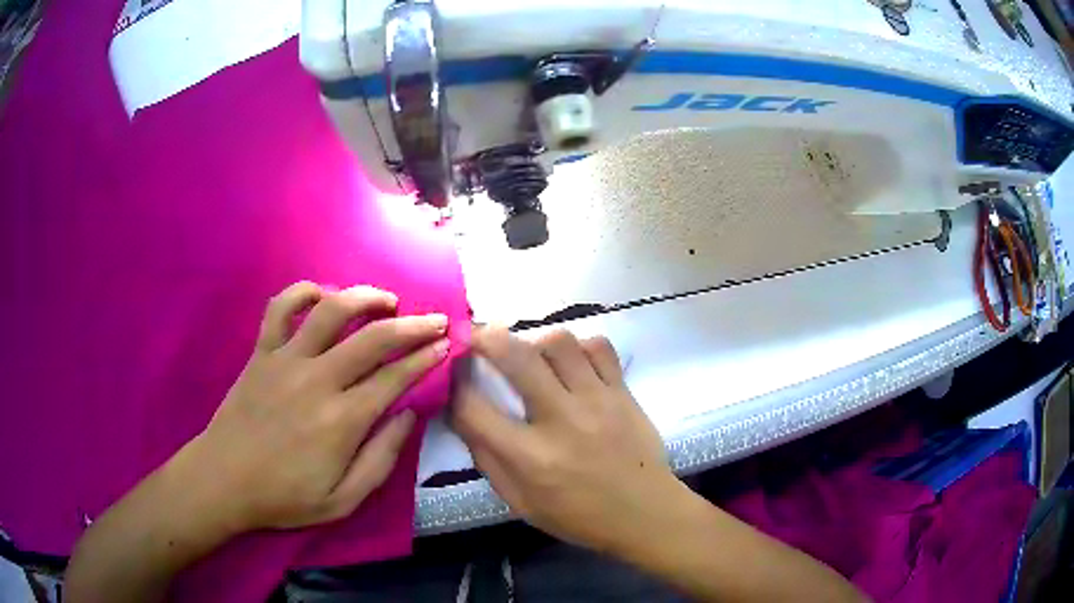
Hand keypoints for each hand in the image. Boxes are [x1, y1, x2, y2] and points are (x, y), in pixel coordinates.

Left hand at [187, 282, 450, 531]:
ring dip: (365, 298)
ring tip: (387, 301)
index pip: (395, 377)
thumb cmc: (285, 496)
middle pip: (373, 338)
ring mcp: (286, 360)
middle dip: (412, 325)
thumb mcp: (344, 500)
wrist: (225, 480)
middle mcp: (318, 380)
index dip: (425, 357)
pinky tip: (322, 295)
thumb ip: (381, 458)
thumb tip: (408, 416)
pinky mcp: (261, 352)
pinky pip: (280, 307)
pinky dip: (303, 292)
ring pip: (331, 311)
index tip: (446, 344)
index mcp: (342, 420)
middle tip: (435, 319)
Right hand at [451, 327, 680, 553]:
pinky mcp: (623, 392)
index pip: (474, 408)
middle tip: (479, 338)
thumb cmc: (578, 516)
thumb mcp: (520, 503)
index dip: (453, 384)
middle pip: (516, 357)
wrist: (644, 513)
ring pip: (559, 342)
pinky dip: (580, 347)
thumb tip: (463, 416)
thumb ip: (487, 460)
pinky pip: (599, 347)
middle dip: (487, 338)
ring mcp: (597, 401)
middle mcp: (561, 421)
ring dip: (536, 341)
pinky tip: (573, 363)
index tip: (451, 373)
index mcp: (530, 458)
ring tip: (532, 356)